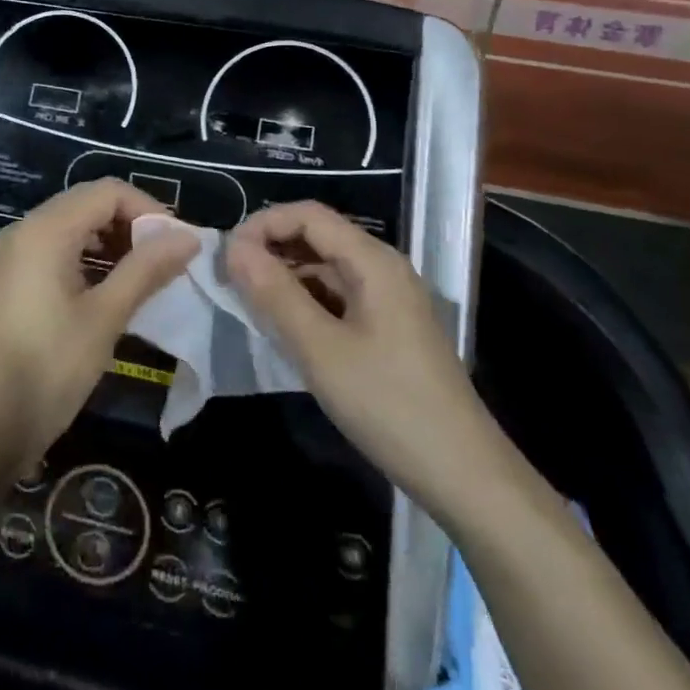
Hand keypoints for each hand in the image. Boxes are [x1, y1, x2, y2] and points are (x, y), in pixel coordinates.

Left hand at [0, 180, 197, 474]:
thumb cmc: (44, 370)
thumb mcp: (103, 319)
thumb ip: (146, 270)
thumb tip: (189, 237)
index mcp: (45, 230)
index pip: (107, 192)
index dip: (149, 210)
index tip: (178, 245)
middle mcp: (23, 231)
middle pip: (87, 205)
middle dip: (131, 226)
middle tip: (165, 264)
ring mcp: (11, 257)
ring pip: (71, 229)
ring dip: (110, 245)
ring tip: (143, 281)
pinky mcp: (6, 283)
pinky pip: (54, 253)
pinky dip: (86, 262)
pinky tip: (107, 295)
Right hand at [226, 201, 513, 520]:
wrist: (463, 474)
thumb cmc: (388, 404)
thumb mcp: (320, 349)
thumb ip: (274, 293)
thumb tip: (233, 248)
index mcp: (372, 261)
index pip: (308, 215)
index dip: (262, 225)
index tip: (226, 257)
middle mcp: (383, 267)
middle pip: (318, 236)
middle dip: (271, 249)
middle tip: (230, 281)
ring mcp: (390, 298)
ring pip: (326, 268)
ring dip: (286, 277)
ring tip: (250, 305)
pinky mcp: (390, 326)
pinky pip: (339, 296)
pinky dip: (307, 301)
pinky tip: (286, 328)